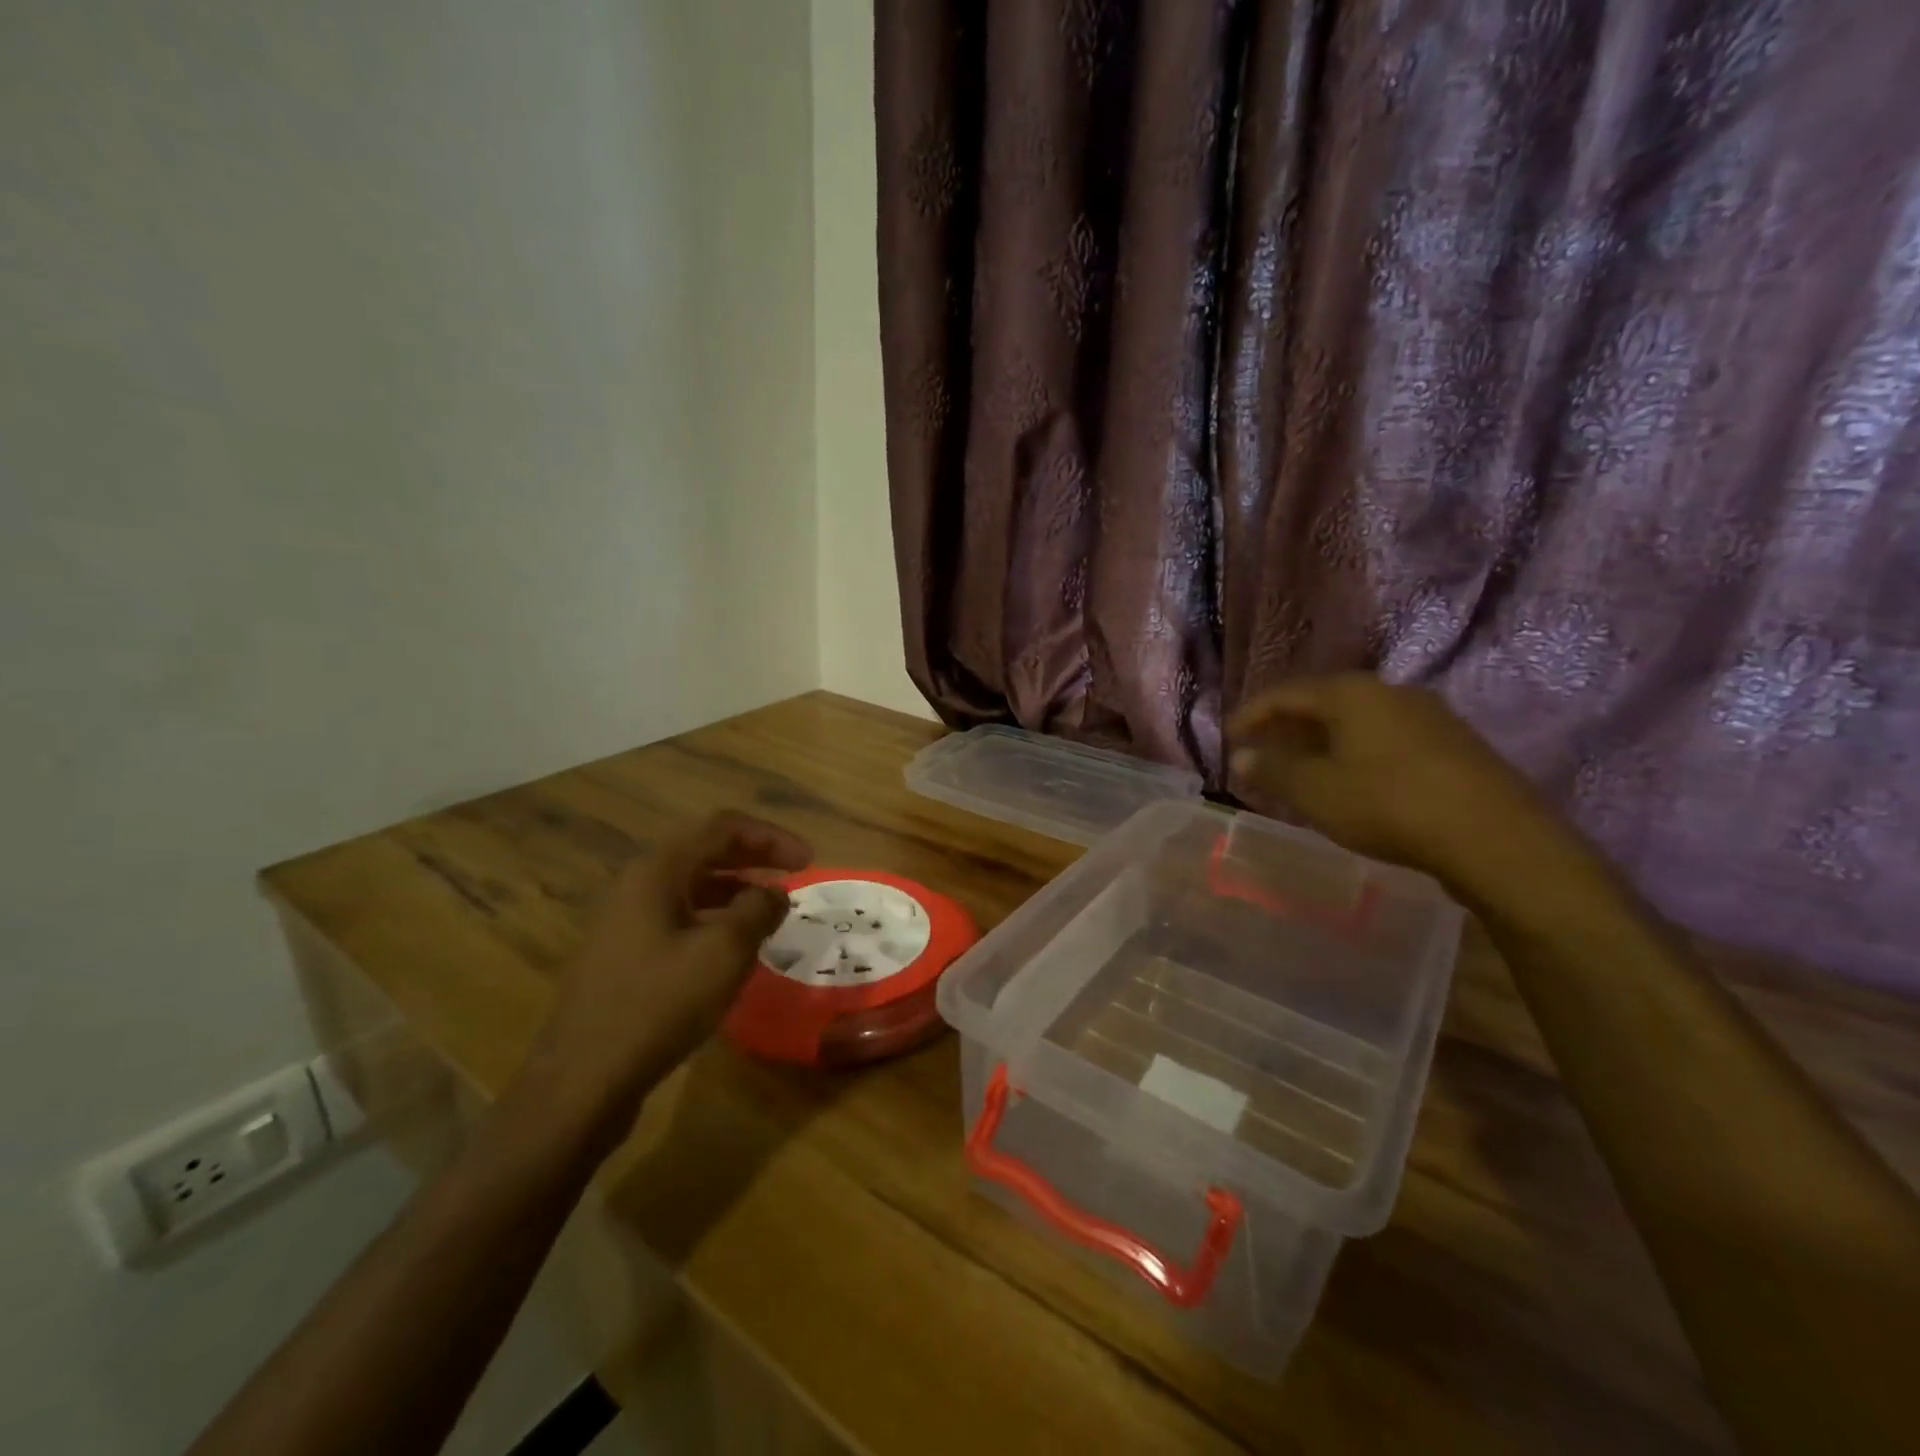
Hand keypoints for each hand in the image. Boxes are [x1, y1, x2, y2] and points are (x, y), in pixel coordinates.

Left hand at [525, 811, 811, 1132]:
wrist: (582, 1080)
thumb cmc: (659, 1004)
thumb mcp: (724, 952)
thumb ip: (758, 910)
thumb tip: (774, 894)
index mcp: (656, 870)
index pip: (721, 828)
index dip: (771, 837)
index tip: (808, 860)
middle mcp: (635, 884)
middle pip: (703, 851)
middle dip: (754, 857)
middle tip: (794, 874)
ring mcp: (623, 920)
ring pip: (689, 886)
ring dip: (734, 889)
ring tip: (770, 910)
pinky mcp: (621, 954)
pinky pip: (676, 917)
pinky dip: (712, 918)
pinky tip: (732, 947)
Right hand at [1227, 674, 1578, 896]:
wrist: (1495, 837)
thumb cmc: (1388, 804)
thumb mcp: (1316, 791)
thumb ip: (1274, 770)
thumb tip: (1243, 756)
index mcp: (1351, 693)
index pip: (1285, 693)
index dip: (1252, 714)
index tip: (1230, 738)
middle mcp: (1389, 691)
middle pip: (1323, 702)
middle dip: (1288, 726)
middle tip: (1263, 751)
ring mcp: (1428, 715)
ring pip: (1358, 720)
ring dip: (1323, 740)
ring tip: (1304, 768)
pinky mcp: (1453, 743)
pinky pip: (1386, 737)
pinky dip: (1356, 751)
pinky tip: (1354, 779)